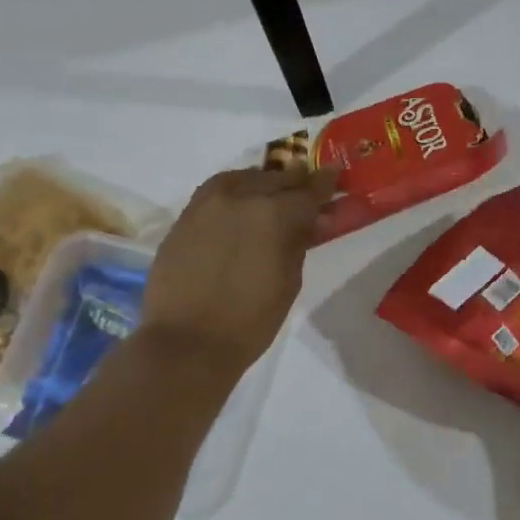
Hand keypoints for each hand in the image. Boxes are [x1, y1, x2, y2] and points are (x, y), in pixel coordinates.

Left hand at [139, 166, 338, 376]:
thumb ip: (299, 242)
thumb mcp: (289, 282)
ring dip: (263, 183)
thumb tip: (308, 221)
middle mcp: (240, 197)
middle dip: (296, 183)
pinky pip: (216, 192)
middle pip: (276, 179)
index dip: (325, 185)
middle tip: (308, 190)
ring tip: (272, 196)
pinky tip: (241, 207)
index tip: (335, 177)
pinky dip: (234, 192)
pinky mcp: (184, 217)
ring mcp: (208, 204)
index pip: (308, 191)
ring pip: (243, 178)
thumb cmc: (250, 321)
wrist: (187, 342)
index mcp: (274, 214)